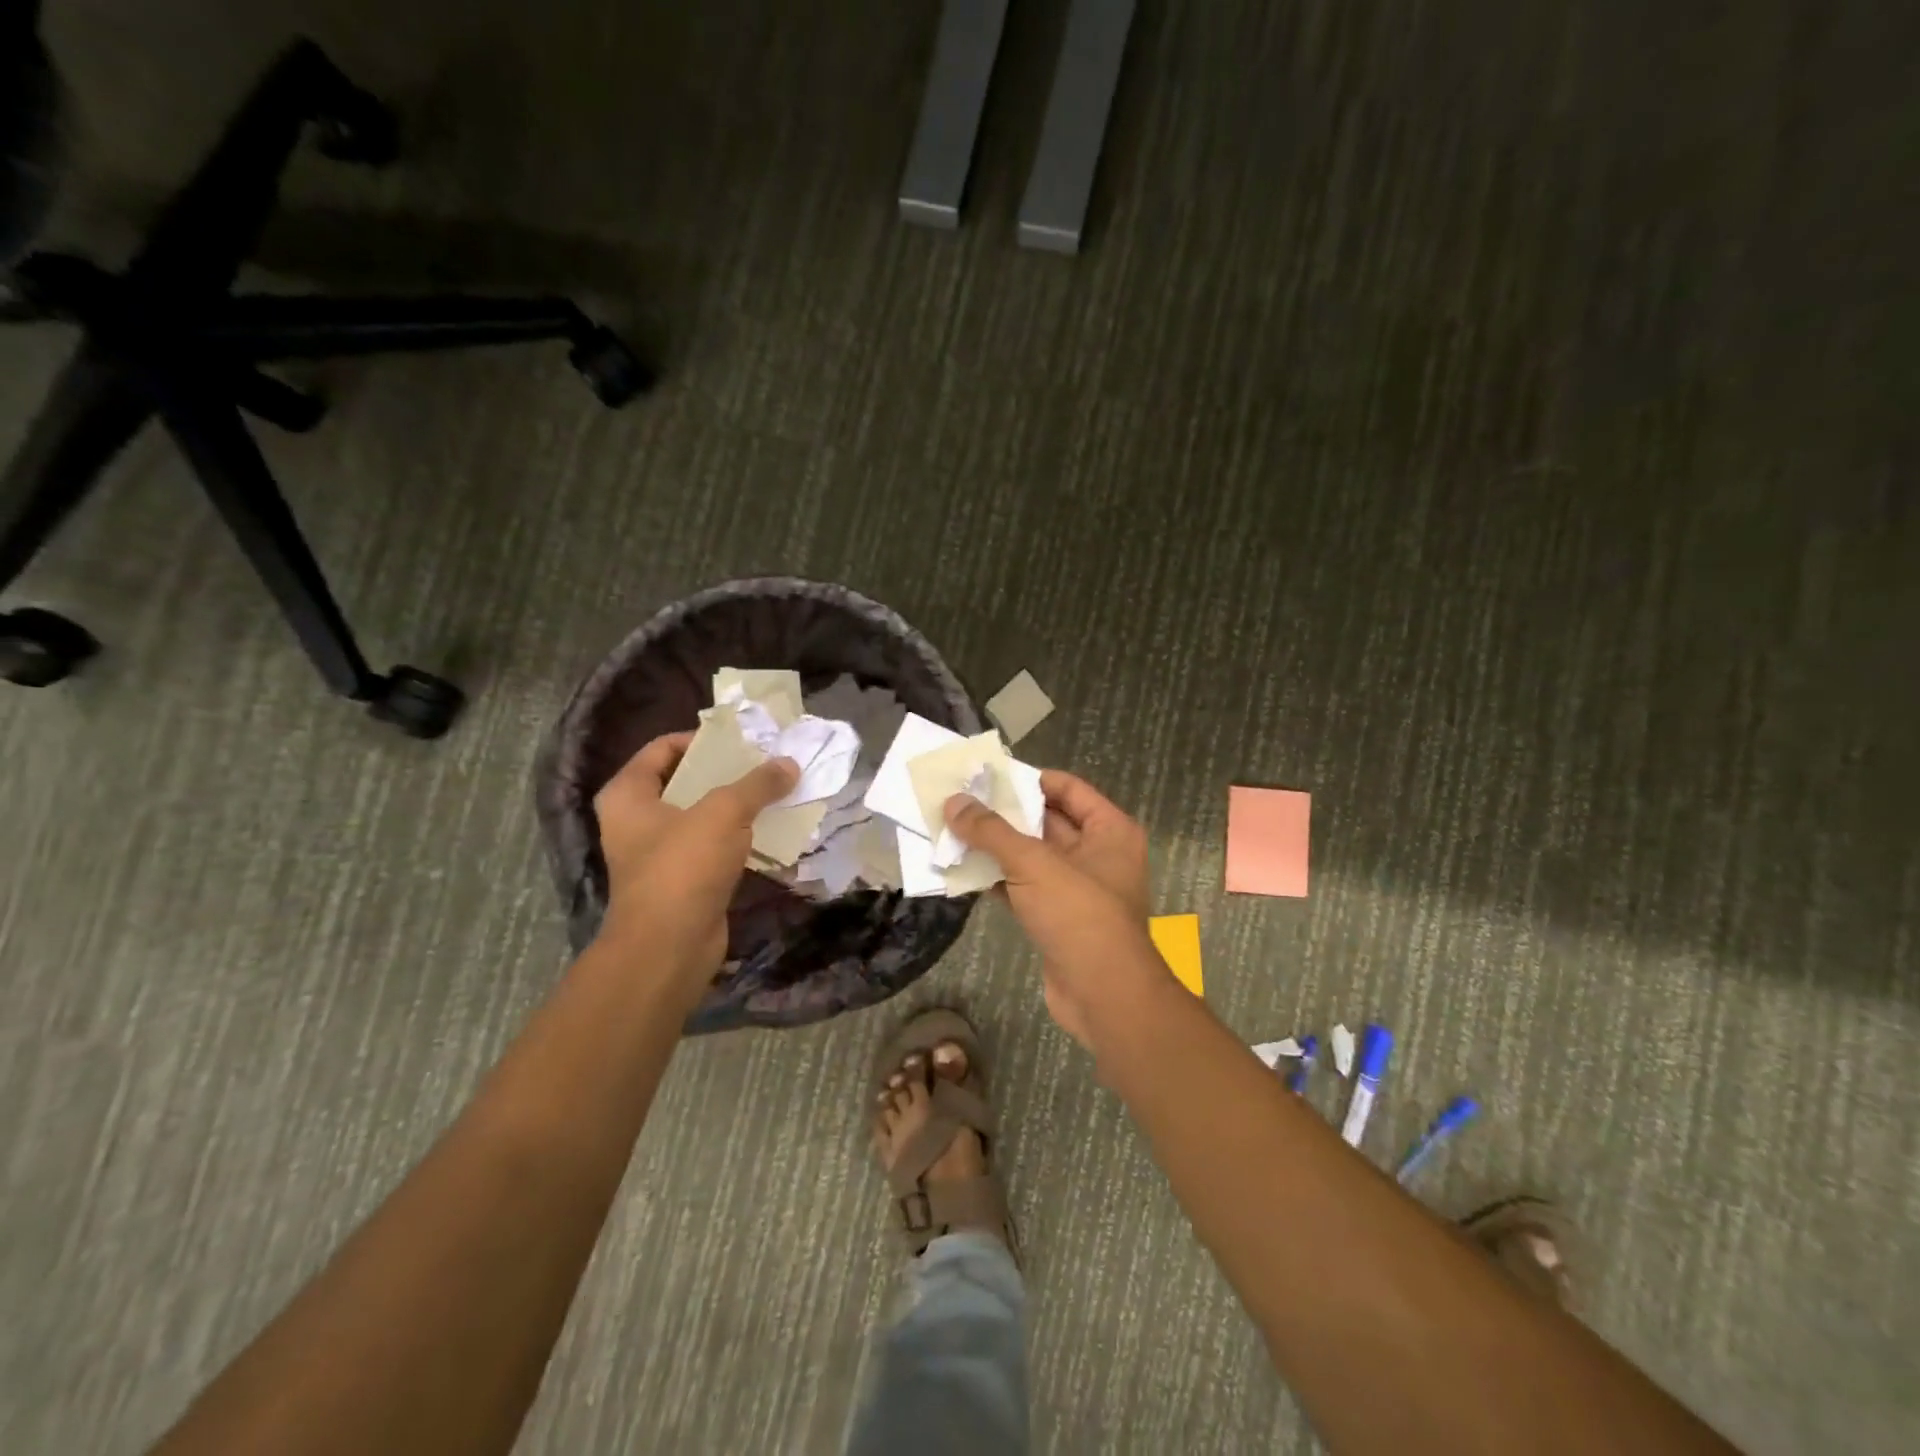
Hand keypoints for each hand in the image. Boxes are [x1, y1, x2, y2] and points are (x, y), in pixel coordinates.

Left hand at [592, 732, 798, 994]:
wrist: (669, 948)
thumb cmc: (683, 867)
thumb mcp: (723, 814)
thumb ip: (757, 784)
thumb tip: (789, 763)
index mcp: (628, 795)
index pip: (662, 748)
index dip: (701, 739)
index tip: (742, 740)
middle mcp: (637, 821)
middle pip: (685, 781)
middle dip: (726, 772)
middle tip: (765, 764)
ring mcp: (659, 853)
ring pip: (703, 816)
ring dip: (737, 806)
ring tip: (775, 793)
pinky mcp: (683, 881)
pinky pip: (714, 847)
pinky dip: (739, 838)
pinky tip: (771, 830)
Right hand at [945, 770, 1166, 1047]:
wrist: (1103, 996)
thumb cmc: (1079, 915)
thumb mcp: (1034, 864)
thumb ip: (992, 831)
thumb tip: (954, 802)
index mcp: (1109, 830)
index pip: (1067, 788)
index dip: (1028, 779)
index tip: (987, 777)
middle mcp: (1098, 854)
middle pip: (1046, 821)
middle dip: (1004, 814)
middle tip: (960, 802)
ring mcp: (1078, 889)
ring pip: (1032, 857)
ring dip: (996, 848)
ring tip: (952, 832)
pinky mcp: (1058, 918)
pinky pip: (1024, 887)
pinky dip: (997, 880)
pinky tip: (962, 872)